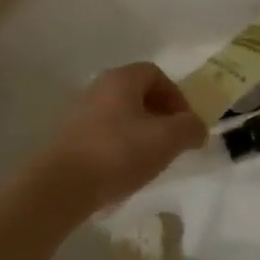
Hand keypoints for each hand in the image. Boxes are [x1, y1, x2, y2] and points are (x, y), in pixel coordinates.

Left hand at [24, 63, 206, 220]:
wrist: (62, 186)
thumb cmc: (119, 153)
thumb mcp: (167, 140)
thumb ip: (190, 128)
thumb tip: (196, 127)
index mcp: (121, 79)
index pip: (156, 74)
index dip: (176, 96)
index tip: (185, 124)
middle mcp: (98, 87)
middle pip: (137, 93)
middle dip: (160, 115)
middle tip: (171, 141)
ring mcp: (79, 112)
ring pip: (120, 114)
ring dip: (140, 131)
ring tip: (149, 159)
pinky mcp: (69, 137)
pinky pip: (104, 133)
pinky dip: (120, 145)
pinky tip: (124, 169)